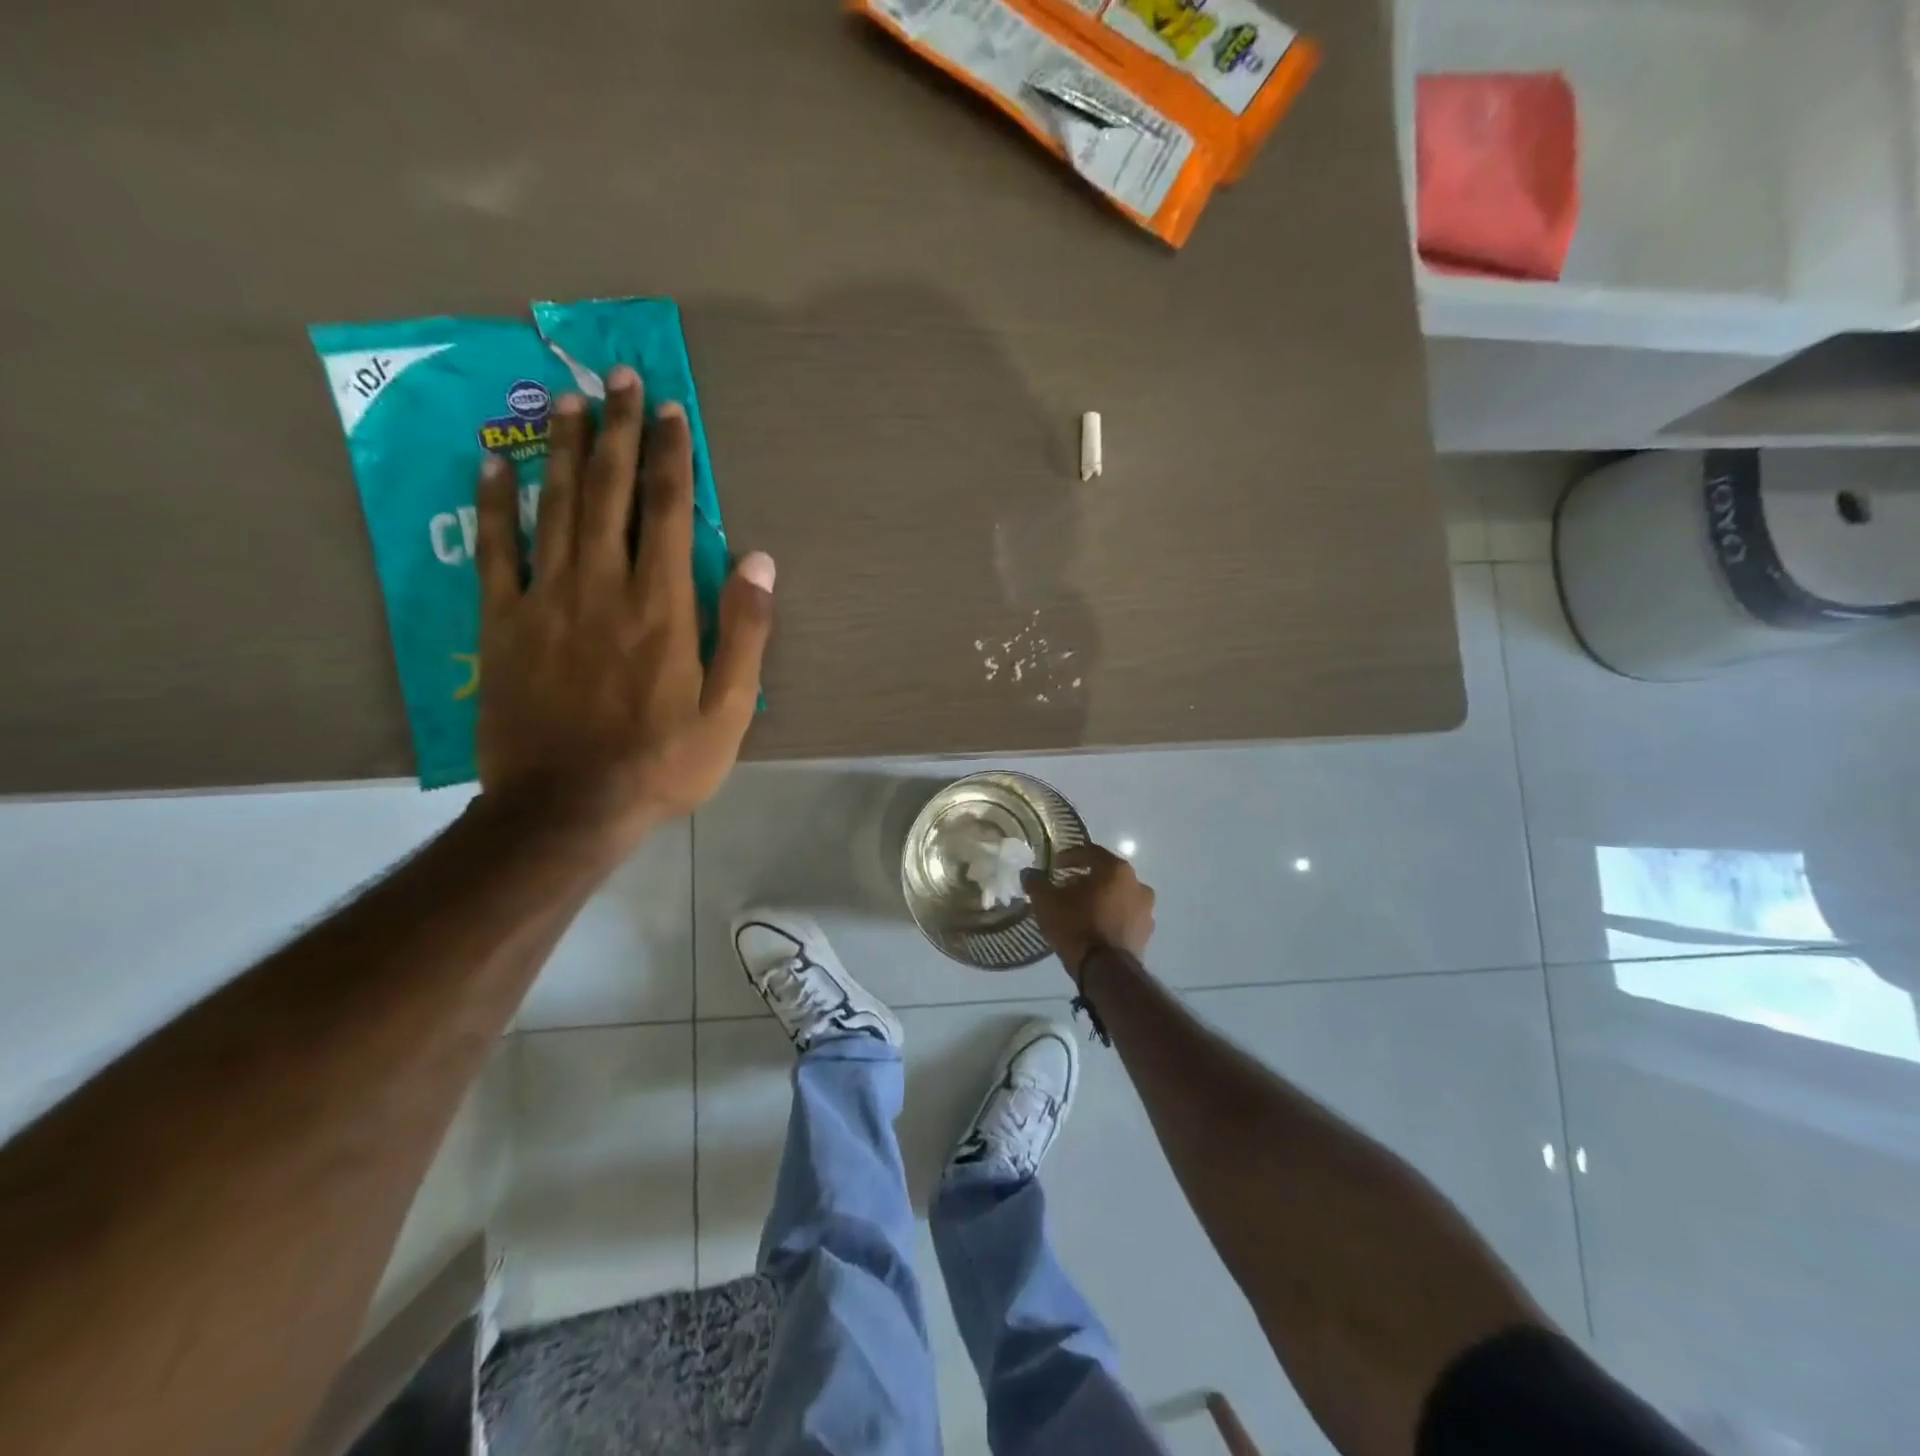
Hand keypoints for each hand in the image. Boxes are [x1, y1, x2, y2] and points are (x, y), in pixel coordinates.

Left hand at [473, 365, 773, 847]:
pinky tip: (493, 466)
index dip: (669, 456)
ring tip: (567, 401)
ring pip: (554, 507)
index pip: (666, 511)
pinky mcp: (503, 625)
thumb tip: (760, 561)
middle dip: (617, 431)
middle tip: (619, 379)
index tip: (670, 411)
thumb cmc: (661, 763)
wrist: (568, 809)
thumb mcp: (729, 711)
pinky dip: (493, 505)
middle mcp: (603, 587)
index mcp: (662, 607)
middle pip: (609, 493)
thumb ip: (745, 632)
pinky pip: (495, 552)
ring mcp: (546, 601)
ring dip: (562, 450)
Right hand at [1023, 844, 1155, 979]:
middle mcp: (1137, 884)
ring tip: (1079, 909)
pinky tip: (1093, 927)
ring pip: (1118, 895)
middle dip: (1085, 878)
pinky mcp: (1146, 933)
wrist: (1105, 970)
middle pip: (1107, 874)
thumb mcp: (1046, 902)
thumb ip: (1036, 882)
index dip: (1070, 856)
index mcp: (1116, 869)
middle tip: (1065, 887)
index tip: (1055, 865)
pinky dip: (1110, 916)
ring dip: (1100, 898)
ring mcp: (1146, 910)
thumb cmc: (1076, 926)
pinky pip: (1124, 916)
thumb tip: (1029, 873)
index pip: (1091, 852)